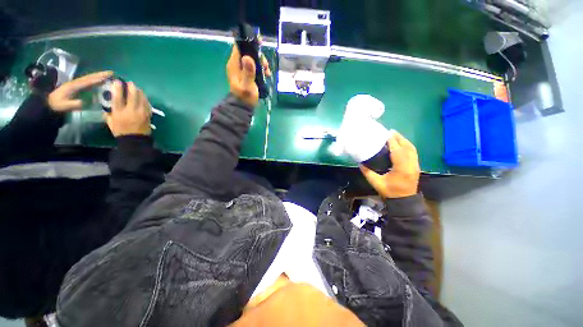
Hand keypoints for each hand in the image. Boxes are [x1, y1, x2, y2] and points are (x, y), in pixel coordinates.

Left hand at [48, 71, 112, 111]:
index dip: (98, 79)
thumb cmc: (57, 105)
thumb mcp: (65, 106)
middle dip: (100, 74)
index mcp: (74, 86)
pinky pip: (88, 82)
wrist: (48, 103)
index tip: (108, 77)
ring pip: (89, 78)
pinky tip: (101, 81)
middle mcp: (76, 83)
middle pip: (90, 77)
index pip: (88, 81)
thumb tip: (88, 102)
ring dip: (99, 76)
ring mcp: (76, 84)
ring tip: (109, 75)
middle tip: (112, 73)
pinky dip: (95, 80)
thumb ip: (76, 104)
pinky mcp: (77, 86)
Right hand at [103, 80, 151, 136]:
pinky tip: (142, 97)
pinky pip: (147, 104)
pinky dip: (145, 99)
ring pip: (142, 98)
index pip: (118, 97)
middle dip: (131, 87)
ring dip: (139, 92)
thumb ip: (109, 111)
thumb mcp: (110, 121)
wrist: (135, 140)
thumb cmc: (120, 131)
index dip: (118, 88)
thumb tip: (108, 102)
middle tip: (129, 83)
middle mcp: (131, 111)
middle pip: (133, 95)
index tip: (117, 81)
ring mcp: (142, 113)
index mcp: (119, 112)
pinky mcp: (148, 115)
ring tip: (136, 88)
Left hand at [226, 45, 270, 106]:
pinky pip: (254, 67)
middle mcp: (237, 64)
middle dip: (259, 57)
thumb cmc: (245, 97)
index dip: (249, 43)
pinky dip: (261, 69)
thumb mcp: (248, 85)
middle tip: (266, 66)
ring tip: (267, 73)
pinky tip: (266, 75)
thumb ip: (248, 72)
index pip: (239, 47)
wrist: (243, 107)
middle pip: (248, 53)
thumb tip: (248, 57)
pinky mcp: (246, 75)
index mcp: (234, 64)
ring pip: (253, 60)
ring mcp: (241, 70)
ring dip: (261, 64)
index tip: (260, 44)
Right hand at [359, 131, 419, 198]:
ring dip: (404, 141)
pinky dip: (407, 146)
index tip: (387, 134)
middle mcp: (411, 165)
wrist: (404, 201)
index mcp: (401, 169)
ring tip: (395, 135)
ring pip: (412, 149)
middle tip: (391, 132)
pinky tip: (401, 144)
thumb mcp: (376, 183)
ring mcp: (415, 166)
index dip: (393, 142)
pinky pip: (413, 153)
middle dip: (399, 138)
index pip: (398, 151)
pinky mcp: (416, 167)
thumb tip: (360, 163)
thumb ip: (367, 172)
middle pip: (407, 148)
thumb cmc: (390, 192)